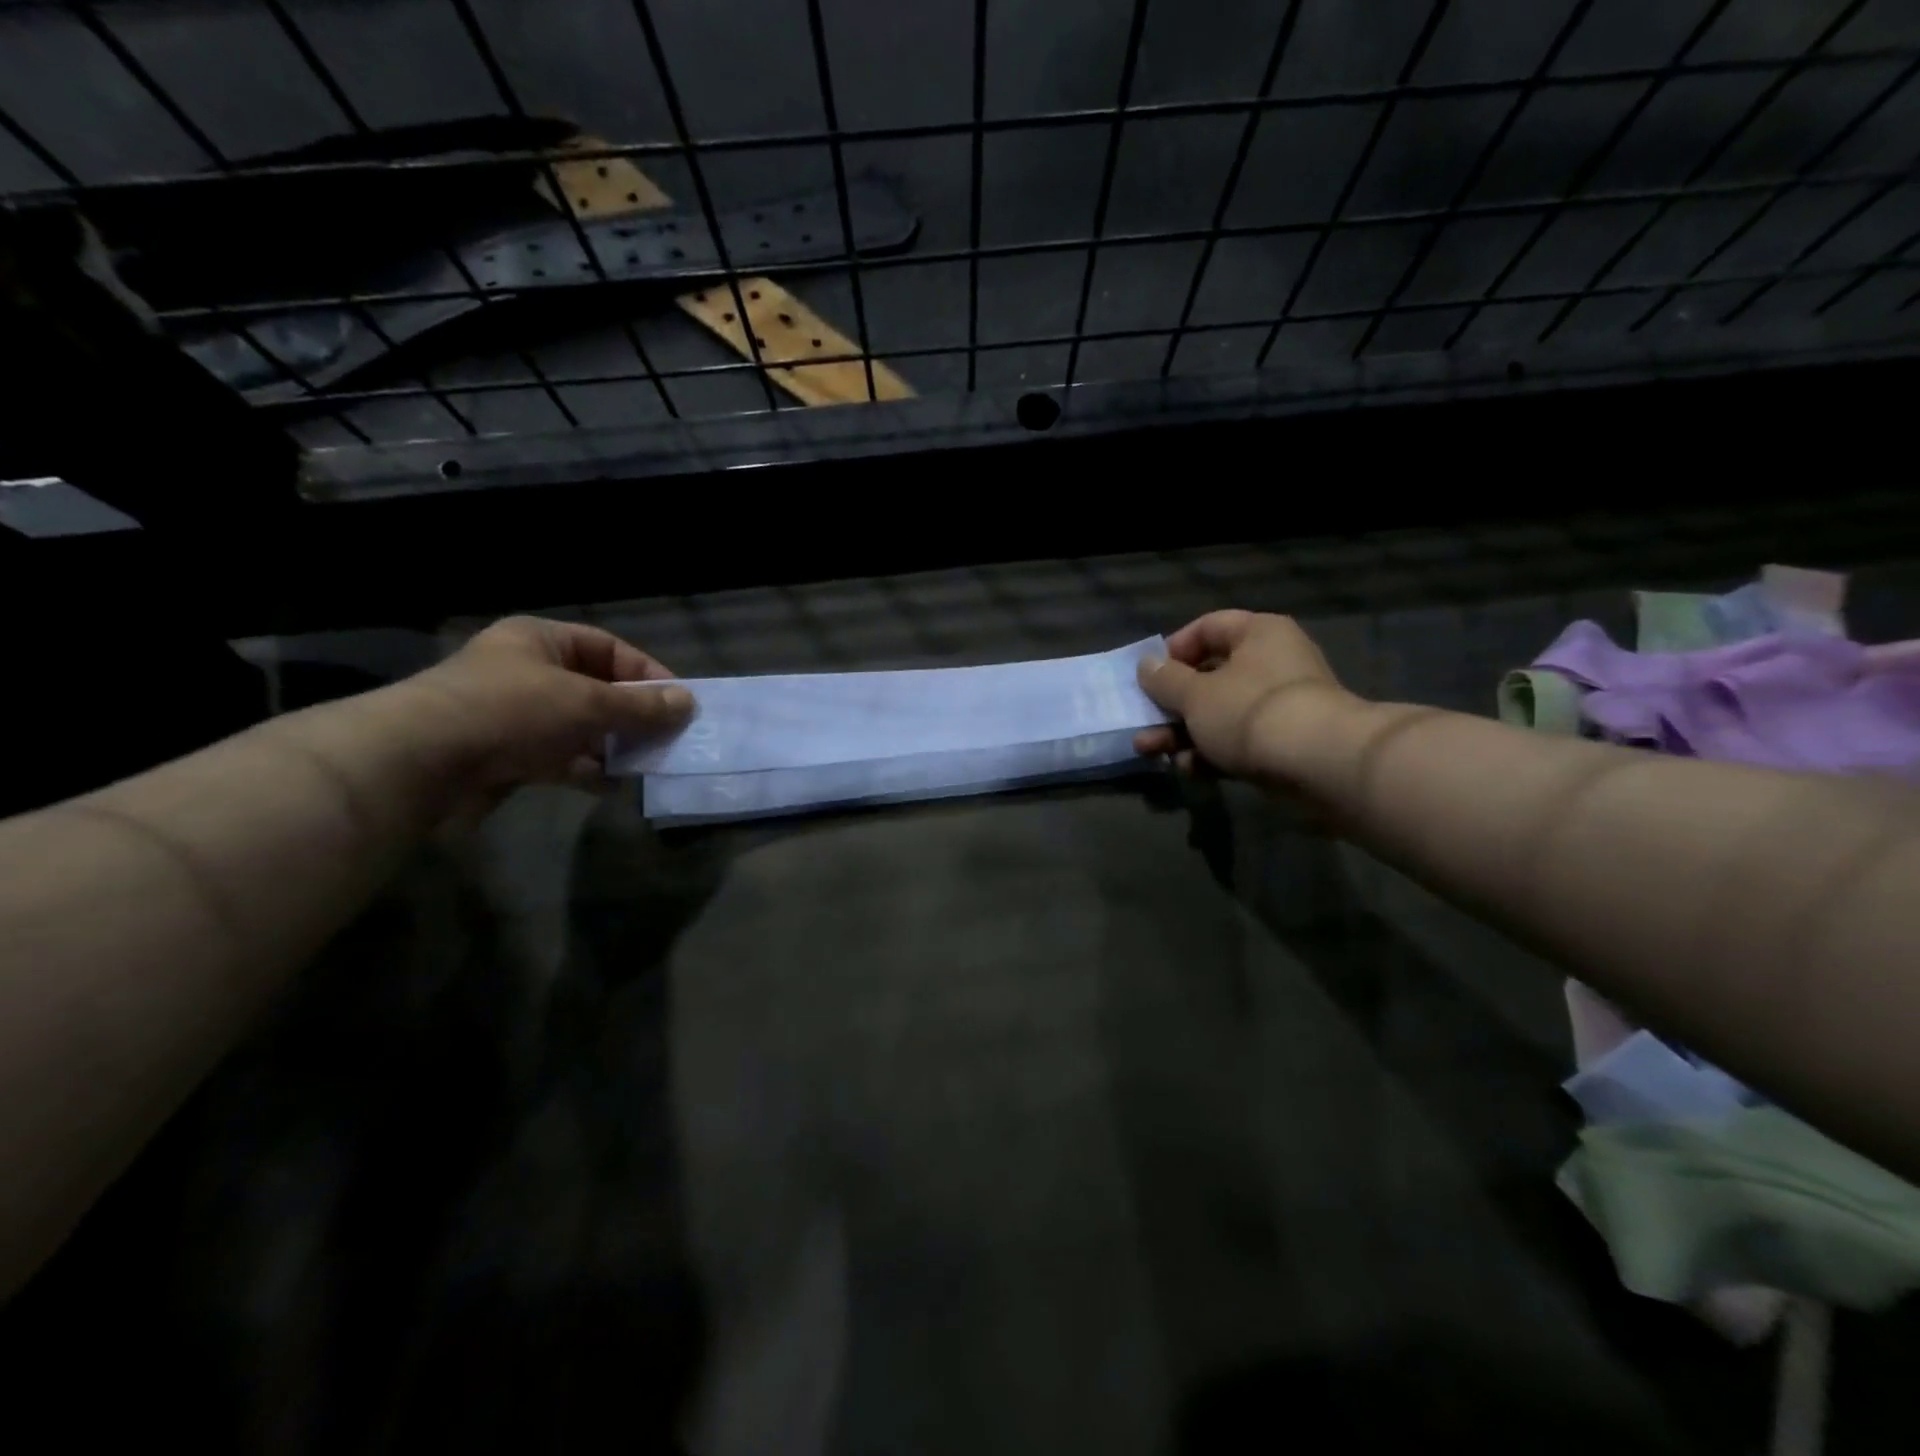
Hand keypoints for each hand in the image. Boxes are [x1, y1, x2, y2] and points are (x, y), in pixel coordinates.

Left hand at [406, 616, 692, 797]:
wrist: (422, 763)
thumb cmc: (512, 711)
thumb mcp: (588, 702)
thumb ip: (641, 706)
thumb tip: (688, 703)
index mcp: (540, 641)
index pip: (609, 648)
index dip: (647, 672)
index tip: (678, 701)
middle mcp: (527, 673)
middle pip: (597, 690)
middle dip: (633, 715)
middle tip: (668, 737)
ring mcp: (516, 716)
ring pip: (581, 728)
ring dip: (613, 746)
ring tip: (647, 764)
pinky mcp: (507, 756)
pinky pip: (560, 759)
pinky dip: (587, 771)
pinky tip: (612, 785)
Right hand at [1133, 610, 1359, 783]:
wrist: (1319, 764)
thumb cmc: (1250, 712)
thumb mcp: (1195, 695)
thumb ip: (1165, 680)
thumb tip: (1147, 665)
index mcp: (1258, 634)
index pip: (1208, 627)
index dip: (1174, 649)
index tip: (1150, 675)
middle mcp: (1272, 662)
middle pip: (1209, 676)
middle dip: (1170, 704)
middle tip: (1143, 722)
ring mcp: (1279, 705)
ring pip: (1219, 713)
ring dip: (1182, 733)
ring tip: (1151, 752)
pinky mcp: (1283, 743)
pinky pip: (1237, 741)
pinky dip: (1211, 752)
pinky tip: (1188, 769)